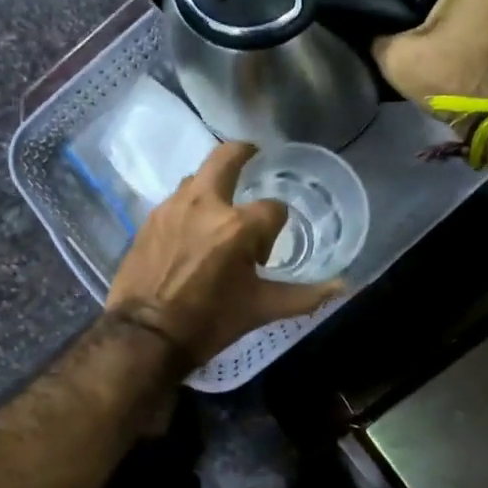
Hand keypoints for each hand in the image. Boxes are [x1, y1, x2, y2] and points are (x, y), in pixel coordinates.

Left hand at [107, 143, 342, 366]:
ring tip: (218, 208)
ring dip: (213, 184)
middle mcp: (205, 204)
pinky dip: (189, 205)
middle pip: (227, 156)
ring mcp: (172, 207)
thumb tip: (343, 286)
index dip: (274, 229)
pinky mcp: (150, 219)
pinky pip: (175, 199)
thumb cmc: (208, 322)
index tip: (262, 255)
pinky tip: (190, 230)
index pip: (273, 209)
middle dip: (244, 152)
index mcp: (237, 226)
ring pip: (198, 178)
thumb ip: (304, 295)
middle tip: (253, 155)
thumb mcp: (260, 309)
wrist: (144, 335)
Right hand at [373, 0, 487, 104]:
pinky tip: (449, 42)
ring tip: (426, 38)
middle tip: (404, 32)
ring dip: (444, 12)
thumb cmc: (451, 77)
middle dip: (423, 2)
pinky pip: (480, 7)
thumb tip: (375, 29)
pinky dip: (464, 20)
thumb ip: (378, 35)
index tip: (385, 18)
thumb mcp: (397, 57)